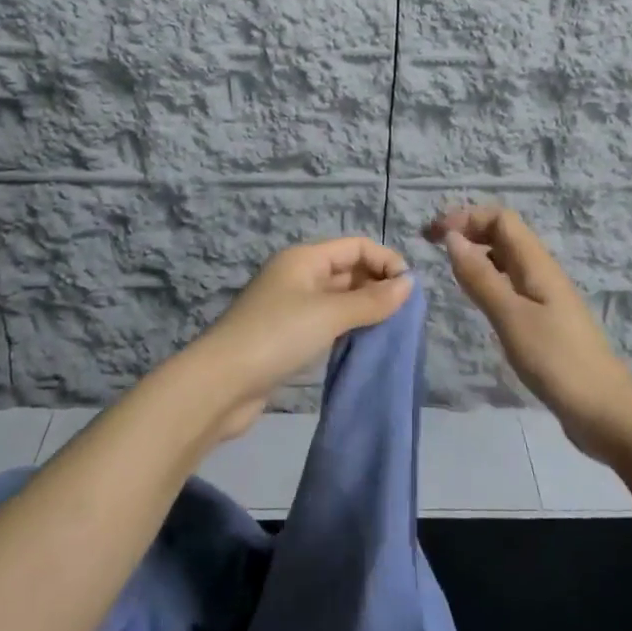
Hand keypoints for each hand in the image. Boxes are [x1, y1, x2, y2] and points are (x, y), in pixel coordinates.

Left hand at [185, 236, 412, 441]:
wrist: (222, 384)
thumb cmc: (278, 336)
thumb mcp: (329, 314)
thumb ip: (372, 300)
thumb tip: (409, 283)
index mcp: (305, 258)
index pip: (356, 246)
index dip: (385, 261)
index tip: (409, 291)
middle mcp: (298, 275)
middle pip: (347, 269)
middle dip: (377, 285)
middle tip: (403, 315)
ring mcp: (291, 306)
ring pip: (338, 298)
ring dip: (364, 309)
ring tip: (389, 329)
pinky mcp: (287, 336)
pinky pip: (327, 322)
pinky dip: (347, 328)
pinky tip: (363, 344)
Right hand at [426, 206, 631, 454]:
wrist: (604, 410)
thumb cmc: (556, 360)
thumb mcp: (511, 317)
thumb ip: (480, 277)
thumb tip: (452, 238)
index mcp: (536, 264)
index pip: (501, 218)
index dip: (466, 217)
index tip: (434, 235)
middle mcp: (541, 272)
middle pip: (504, 234)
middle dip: (468, 230)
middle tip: (432, 246)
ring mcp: (545, 296)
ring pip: (506, 259)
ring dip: (477, 254)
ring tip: (448, 269)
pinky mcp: (544, 320)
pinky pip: (510, 284)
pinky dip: (488, 280)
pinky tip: (475, 299)